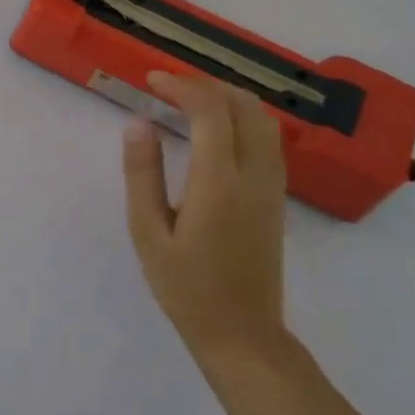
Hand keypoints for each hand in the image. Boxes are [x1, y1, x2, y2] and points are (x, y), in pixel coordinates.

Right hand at [121, 71, 287, 366]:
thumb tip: (138, 122)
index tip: (151, 80)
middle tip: (168, 86)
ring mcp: (272, 186)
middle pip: (244, 106)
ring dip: (228, 97)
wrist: (242, 334)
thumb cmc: (186, 286)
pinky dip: (242, 117)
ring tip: (189, 99)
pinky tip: (215, 128)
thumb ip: (143, 174)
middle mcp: (254, 176)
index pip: (210, 112)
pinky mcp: (276, 197)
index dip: (182, 86)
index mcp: (220, 183)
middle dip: (206, 85)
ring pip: (263, 119)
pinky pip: (267, 139)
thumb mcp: (148, 232)